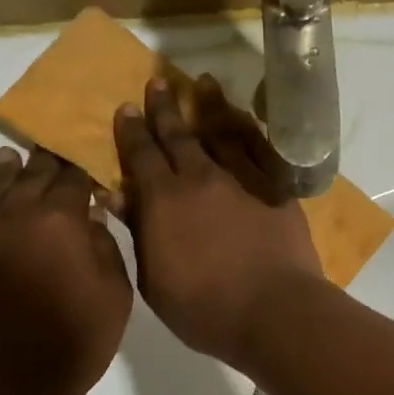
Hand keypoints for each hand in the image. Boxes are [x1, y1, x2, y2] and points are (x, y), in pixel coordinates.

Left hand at [0, 148, 130, 394]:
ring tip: (5, 156)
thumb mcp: (115, 296)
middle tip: (51, 147)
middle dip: (46, 162)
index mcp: (60, 222)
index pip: (74, 180)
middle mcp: (15, 218)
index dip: (82, 167)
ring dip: (0, 174)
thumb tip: (93, 213)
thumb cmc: (76, 342)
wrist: (13, 387)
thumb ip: (106, 247)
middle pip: (33, 178)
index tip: (86, 156)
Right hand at [114, 74, 324, 366]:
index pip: (141, 155)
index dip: (131, 131)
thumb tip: (117, 196)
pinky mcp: (276, 188)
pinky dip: (247, 131)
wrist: (274, 311)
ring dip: (208, 107)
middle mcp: (200, 178)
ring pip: (221, 132)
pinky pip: (259, 149)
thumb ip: (138, 233)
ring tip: (202, 84)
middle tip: (156, 83)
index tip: (125, 108)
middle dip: (164, 109)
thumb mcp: (154, 281)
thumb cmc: (204, 308)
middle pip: (178, 135)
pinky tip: (243, 121)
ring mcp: (242, 180)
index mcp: (163, 200)